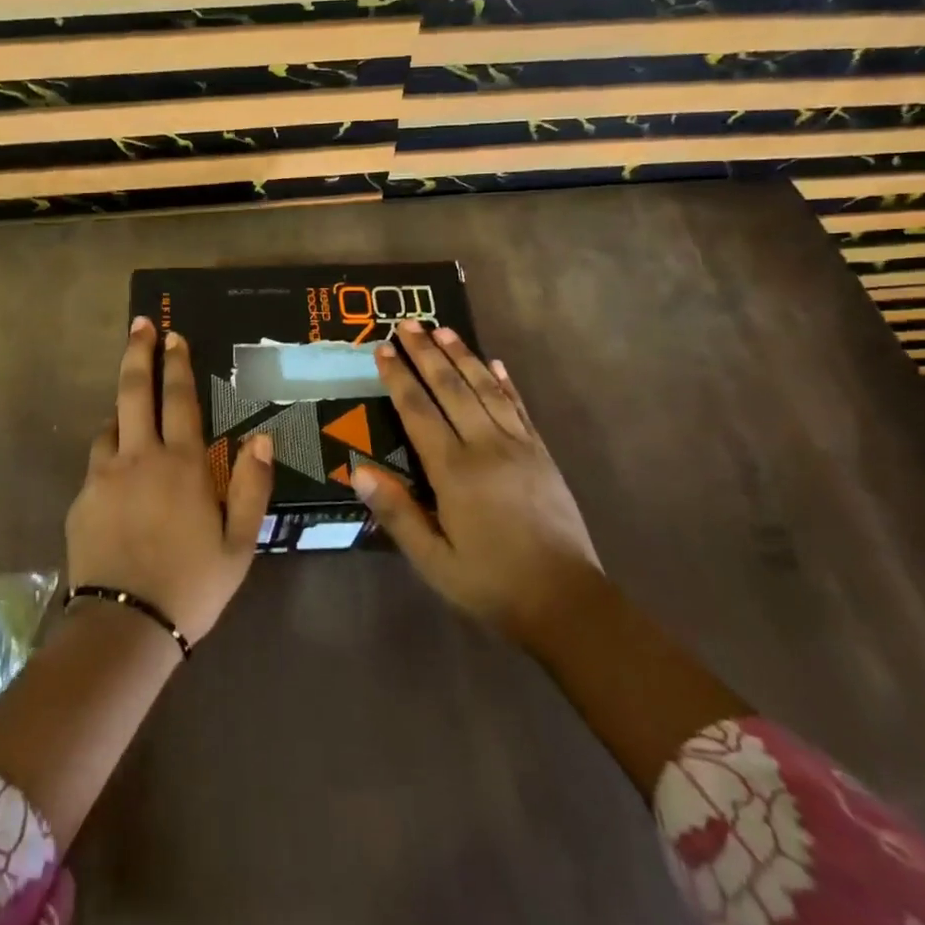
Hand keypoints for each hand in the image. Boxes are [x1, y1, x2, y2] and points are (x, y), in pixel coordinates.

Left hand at [65, 316, 273, 644]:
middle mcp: (139, 457)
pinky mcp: (81, 499)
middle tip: (140, 325)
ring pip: (110, 425)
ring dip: (122, 408)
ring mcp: (103, 476)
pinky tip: (118, 473)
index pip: (180, 399)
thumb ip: (251, 487)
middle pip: (134, 391)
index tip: (172, 335)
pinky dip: (109, 453)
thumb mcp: (239, 543)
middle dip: (138, 353)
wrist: (125, 626)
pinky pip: (97, 463)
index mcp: (182, 464)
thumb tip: (262, 440)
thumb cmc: (193, 584)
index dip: (177, 364)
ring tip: (132, 409)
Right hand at [353, 320, 602, 649]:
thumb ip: (397, 513)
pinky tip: (495, 363)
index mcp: (454, 472)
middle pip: (451, 388)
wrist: (566, 602)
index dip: (398, 378)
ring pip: (486, 389)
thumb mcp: (433, 560)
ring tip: (443, 330)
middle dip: (426, 354)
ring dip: (463, 356)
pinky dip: (505, 382)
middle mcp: (486, 447)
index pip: (418, 411)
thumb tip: (358, 470)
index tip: (382, 349)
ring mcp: (518, 447)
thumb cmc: (490, 583)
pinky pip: (519, 408)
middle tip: (407, 323)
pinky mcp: (542, 455)